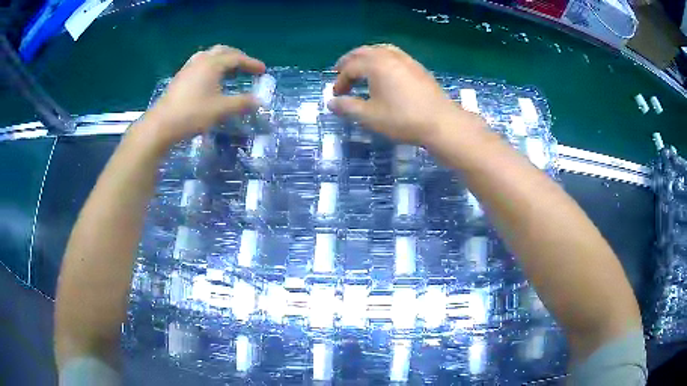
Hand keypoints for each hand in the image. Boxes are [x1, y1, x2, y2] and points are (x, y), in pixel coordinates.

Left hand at [144, 45, 265, 148]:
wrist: (161, 125)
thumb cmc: (192, 114)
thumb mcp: (221, 109)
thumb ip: (241, 103)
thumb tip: (258, 102)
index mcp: (212, 64)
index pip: (236, 58)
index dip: (251, 63)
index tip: (263, 71)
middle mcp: (200, 61)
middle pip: (223, 51)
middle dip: (237, 57)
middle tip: (246, 67)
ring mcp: (188, 68)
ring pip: (209, 55)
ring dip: (223, 60)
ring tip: (229, 71)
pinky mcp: (180, 77)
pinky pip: (200, 63)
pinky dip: (211, 66)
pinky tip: (210, 79)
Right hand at [329, 44, 483, 147]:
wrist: (441, 122)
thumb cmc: (402, 119)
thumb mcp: (370, 116)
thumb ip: (347, 107)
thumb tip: (331, 103)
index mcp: (376, 65)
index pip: (351, 68)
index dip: (340, 81)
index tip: (337, 96)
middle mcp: (390, 56)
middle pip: (364, 52)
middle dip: (349, 61)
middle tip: (340, 71)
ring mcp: (406, 60)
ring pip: (380, 50)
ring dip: (366, 56)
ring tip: (361, 66)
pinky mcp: (417, 67)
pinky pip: (394, 54)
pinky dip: (382, 58)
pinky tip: (385, 70)